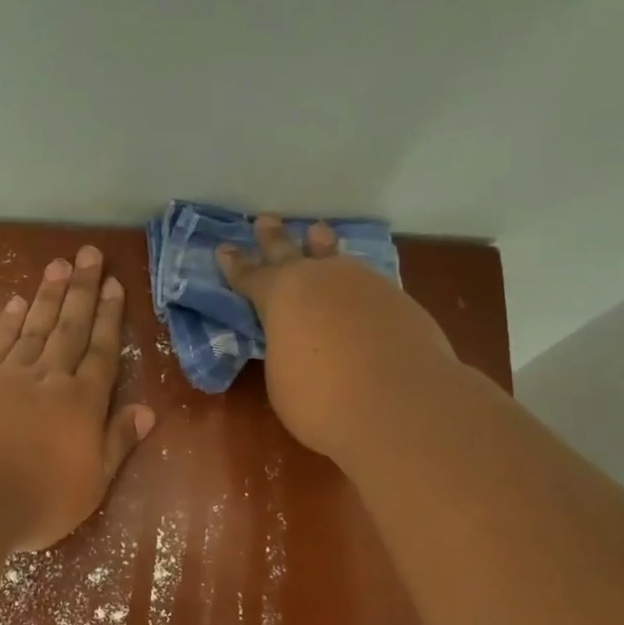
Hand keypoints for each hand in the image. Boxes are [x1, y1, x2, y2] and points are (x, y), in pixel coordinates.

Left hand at [0, 246, 154, 550]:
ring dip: (48, 295)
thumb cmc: (37, 499)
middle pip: (70, 327)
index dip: (110, 318)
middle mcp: (50, 379)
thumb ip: (118, 443)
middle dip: (82, 290)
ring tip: (58, 264)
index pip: (102, 352)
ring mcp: (9, 375)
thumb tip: (147, 411)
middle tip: (88, 254)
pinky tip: (16, 302)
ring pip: (35, 326)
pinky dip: (9, 321)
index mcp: (83, 403)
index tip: (114, 284)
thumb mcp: (93, 483)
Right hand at [218, 214, 454, 462]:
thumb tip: (296, 339)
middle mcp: (320, 278)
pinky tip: (356, 288)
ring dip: (322, 246)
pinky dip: (354, 282)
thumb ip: (284, 348)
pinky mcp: (397, 299)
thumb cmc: (321, 399)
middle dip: (274, 239)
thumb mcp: (282, 377)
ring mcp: (363, 283)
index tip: (224, 249)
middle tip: (266, 221)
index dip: (235, 266)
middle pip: (290, 252)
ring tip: (317, 233)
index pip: (250, 277)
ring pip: (335, 257)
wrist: (399, 403)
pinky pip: (365, 281)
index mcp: (280, 296)